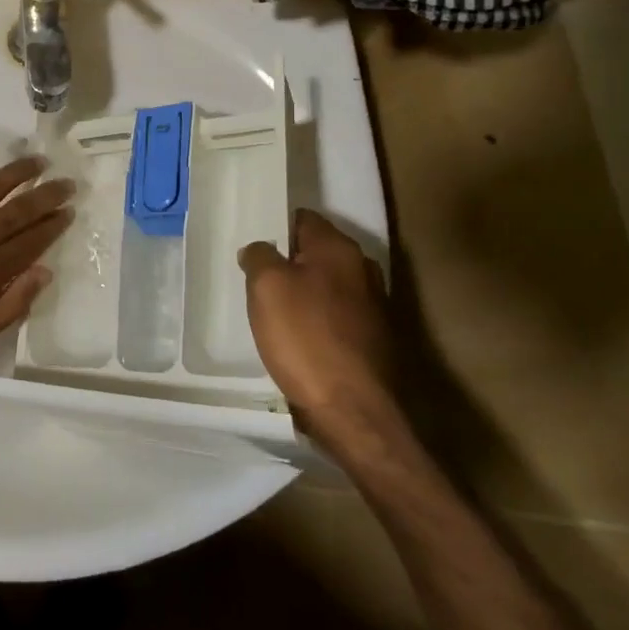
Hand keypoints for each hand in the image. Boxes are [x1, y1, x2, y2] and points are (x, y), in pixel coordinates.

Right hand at [239, 210, 403, 441]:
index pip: (303, 219)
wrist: (352, 411)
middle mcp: (363, 270)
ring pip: (327, 287)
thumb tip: (260, 249)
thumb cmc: (305, 338)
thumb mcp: (267, 287)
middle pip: (316, 253)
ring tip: (273, 312)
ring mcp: (374, 306)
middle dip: (288, 263)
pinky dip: (317, 322)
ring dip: (303, 294)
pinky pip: (336, 317)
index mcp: (339, 249)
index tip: (254, 246)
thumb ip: (259, 256)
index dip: (276, 227)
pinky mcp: (374, 340)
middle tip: (257, 280)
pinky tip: (298, 340)